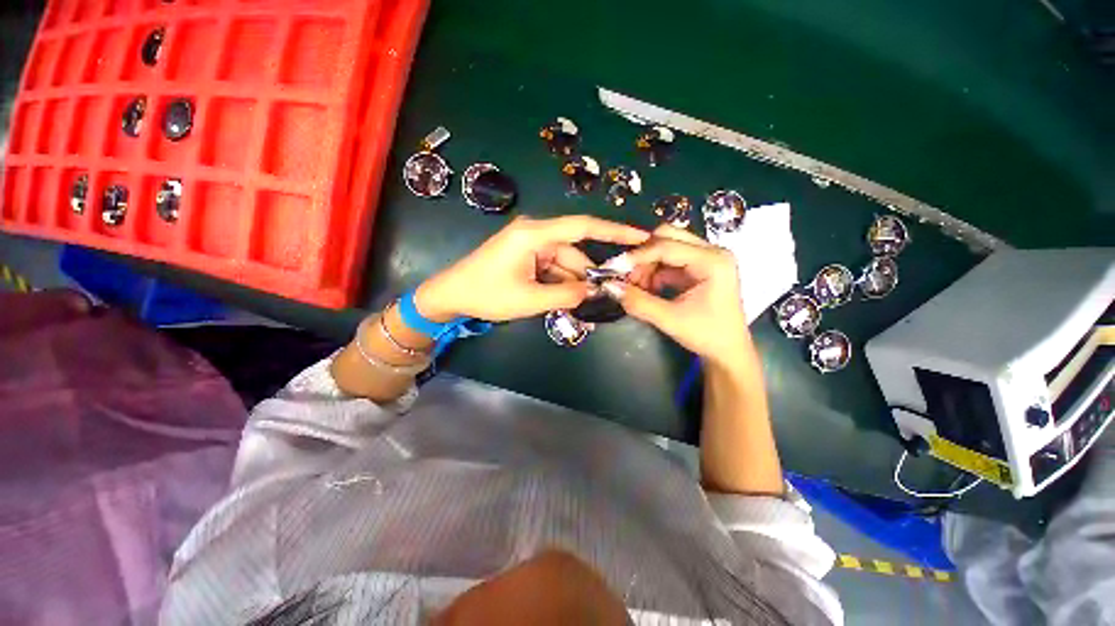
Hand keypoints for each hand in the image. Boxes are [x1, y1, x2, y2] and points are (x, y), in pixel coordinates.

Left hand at [415, 216, 649, 322]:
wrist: (452, 295)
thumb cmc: (486, 294)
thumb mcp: (529, 299)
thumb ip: (566, 294)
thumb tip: (595, 290)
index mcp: (535, 234)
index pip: (582, 227)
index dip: (614, 231)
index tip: (641, 235)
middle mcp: (536, 234)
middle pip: (574, 253)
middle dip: (589, 275)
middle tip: (606, 296)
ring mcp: (531, 246)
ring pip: (565, 264)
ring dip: (573, 283)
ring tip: (583, 304)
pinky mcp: (527, 257)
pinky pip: (553, 268)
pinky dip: (561, 283)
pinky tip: (565, 299)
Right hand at [607, 225, 751, 367]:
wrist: (728, 351)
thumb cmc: (706, 335)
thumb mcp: (670, 320)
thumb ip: (638, 302)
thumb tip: (610, 287)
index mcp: (712, 261)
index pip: (667, 246)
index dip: (638, 256)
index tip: (615, 268)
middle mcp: (711, 252)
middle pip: (668, 237)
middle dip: (643, 255)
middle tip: (628, 277)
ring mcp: (706, 258)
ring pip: (666, 247)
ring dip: (647, 264)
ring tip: (637, 287)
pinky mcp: (698, 267)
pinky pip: (669, 260)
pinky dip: (654, 271)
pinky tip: (648, 289)